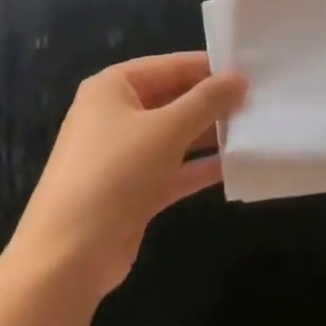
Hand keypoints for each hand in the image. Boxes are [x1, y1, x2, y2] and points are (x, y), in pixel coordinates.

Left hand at [10, 53, 245, 299]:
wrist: (66, 259)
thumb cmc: (114, 174)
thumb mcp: (166, 130)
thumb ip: (206, 101)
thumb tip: (240, 77)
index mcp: (114, 86)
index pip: (171, 66)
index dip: (210, 68)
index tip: (252, 71)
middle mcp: (116, 114)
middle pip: (173, 99)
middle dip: (212, 103)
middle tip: (259, 101)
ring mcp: (123, 155)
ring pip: (174, 135)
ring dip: (209, 135)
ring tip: (253, 129)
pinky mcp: (132, 191)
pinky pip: (172, 169)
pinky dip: (199, 167)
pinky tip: (234, 165)